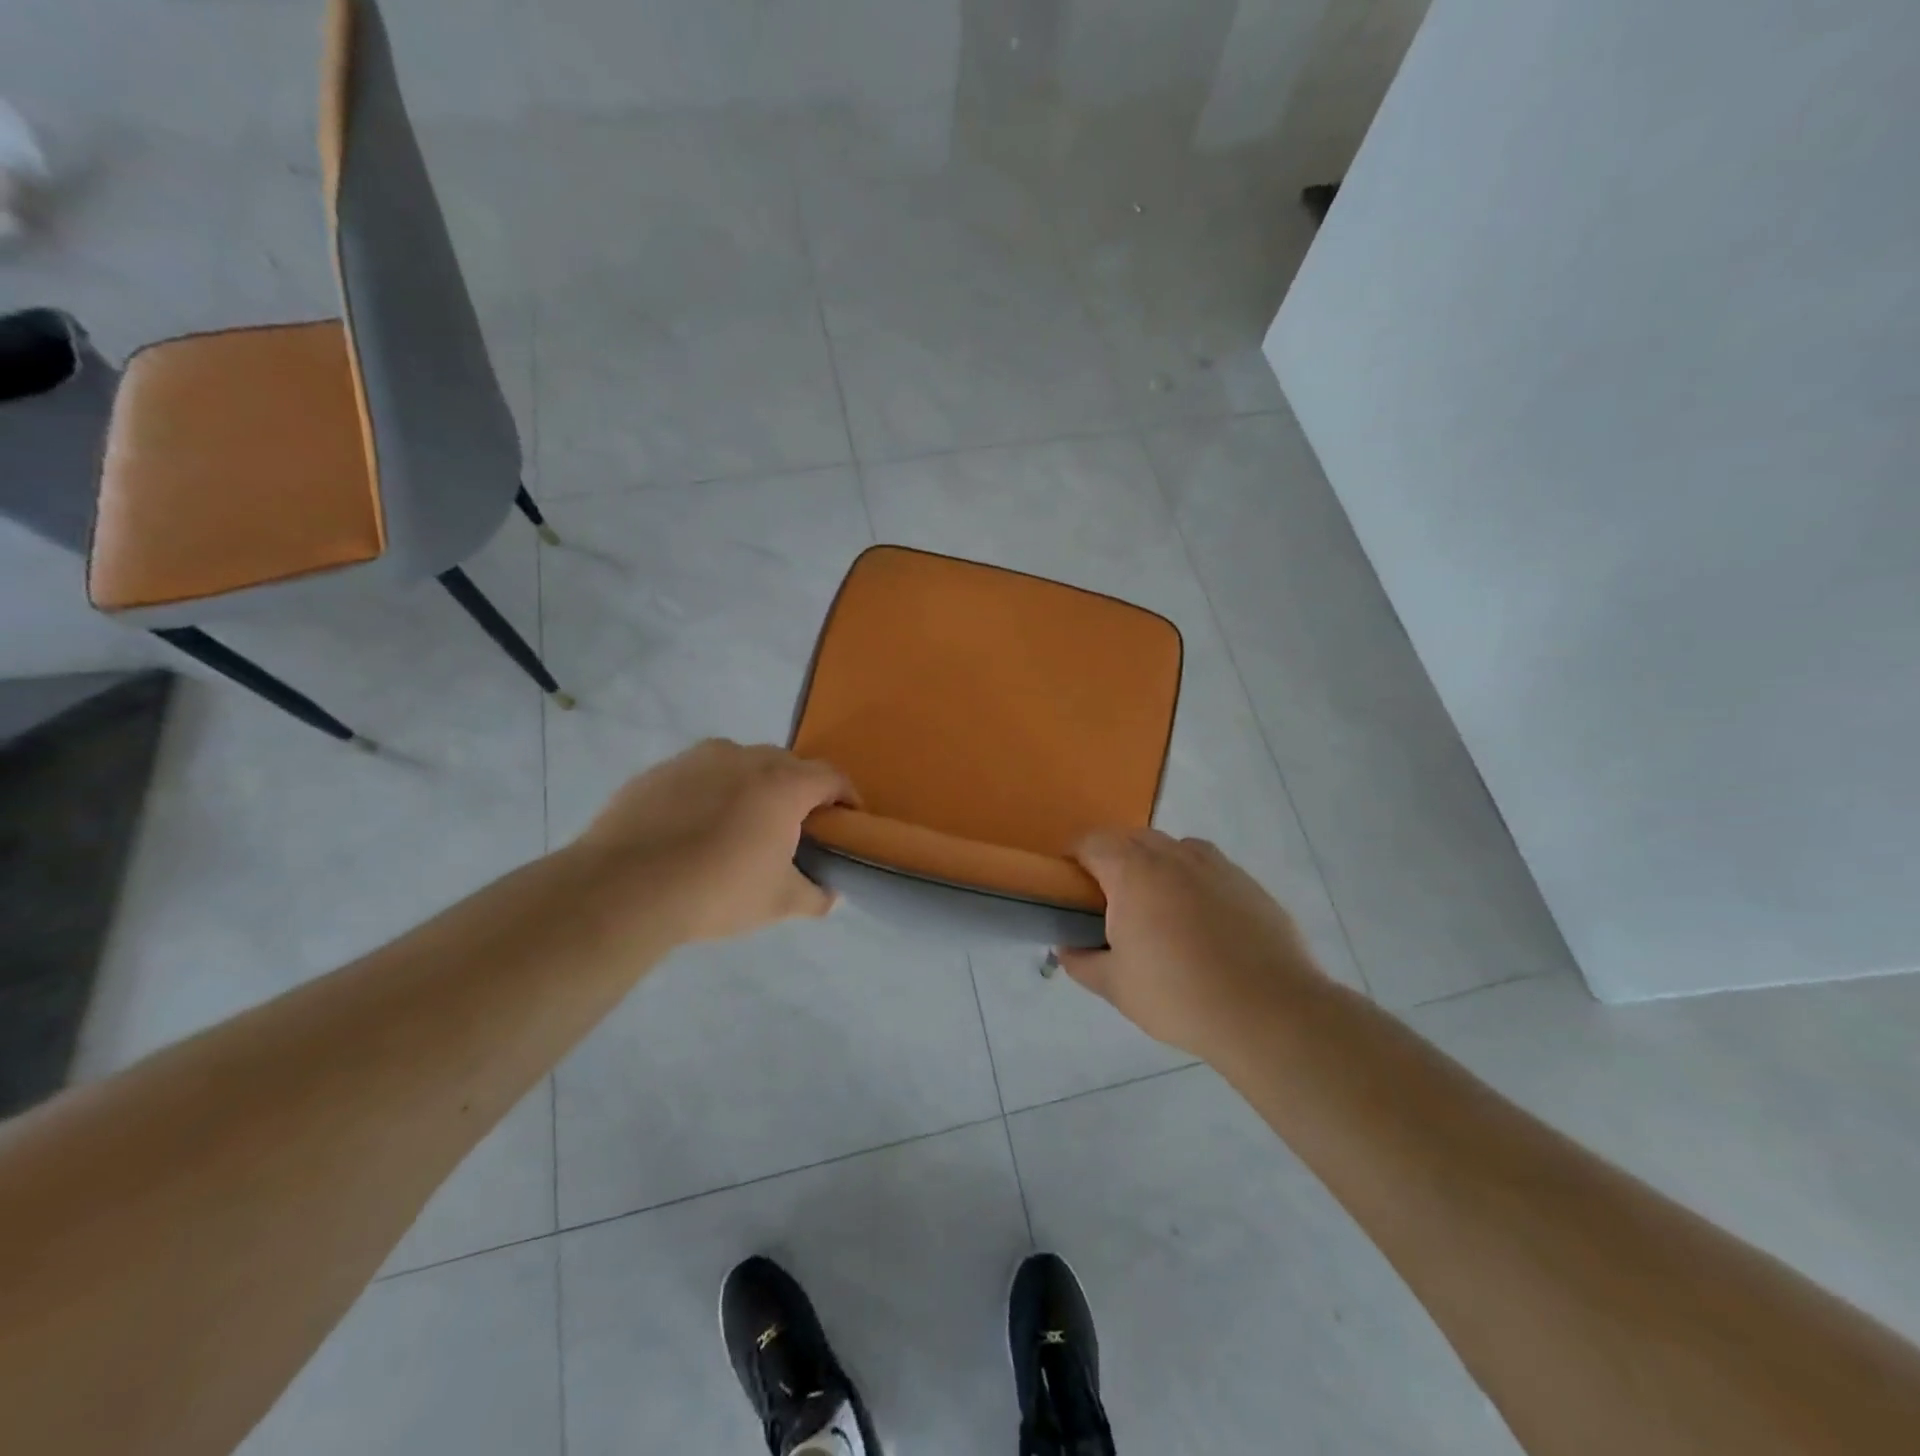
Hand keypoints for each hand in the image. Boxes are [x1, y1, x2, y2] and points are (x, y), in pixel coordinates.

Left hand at [573, 740, 855, 942]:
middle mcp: (745, 758)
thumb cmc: (717, 890)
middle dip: (799, 790)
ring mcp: (698, 759)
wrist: (623, 888)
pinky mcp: (659, 770)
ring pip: (741, 763)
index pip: (832, 777)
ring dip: (753, 786)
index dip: (846, 797)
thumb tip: (832, 896)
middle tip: (794, 827)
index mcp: (783, 784)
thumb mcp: (778, 903)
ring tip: (741, 824)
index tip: (847, 820)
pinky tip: (694, 828)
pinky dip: (710, 792)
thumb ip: (815, 896)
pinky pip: (700, 774)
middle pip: (788, 765)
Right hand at [1058, 831, 1327, 1059]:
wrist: (1268, 1012)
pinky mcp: (1249, 884)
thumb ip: (1082, 962)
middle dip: (1115, 858)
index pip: (1093, 842)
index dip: (1075, 856)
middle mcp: (1174, 856)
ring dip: (1157, 864)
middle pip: (1133, 838)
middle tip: (1111, 900)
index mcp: (1133, 872)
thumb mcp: (1116, 987)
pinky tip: (1201, 921)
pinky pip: (1209, 868)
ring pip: (1175, 847)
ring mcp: (1217, 866)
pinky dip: (1194, 880)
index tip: (1070, 884)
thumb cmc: (1178, 996)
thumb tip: (1066, 949)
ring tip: (1158, 907)